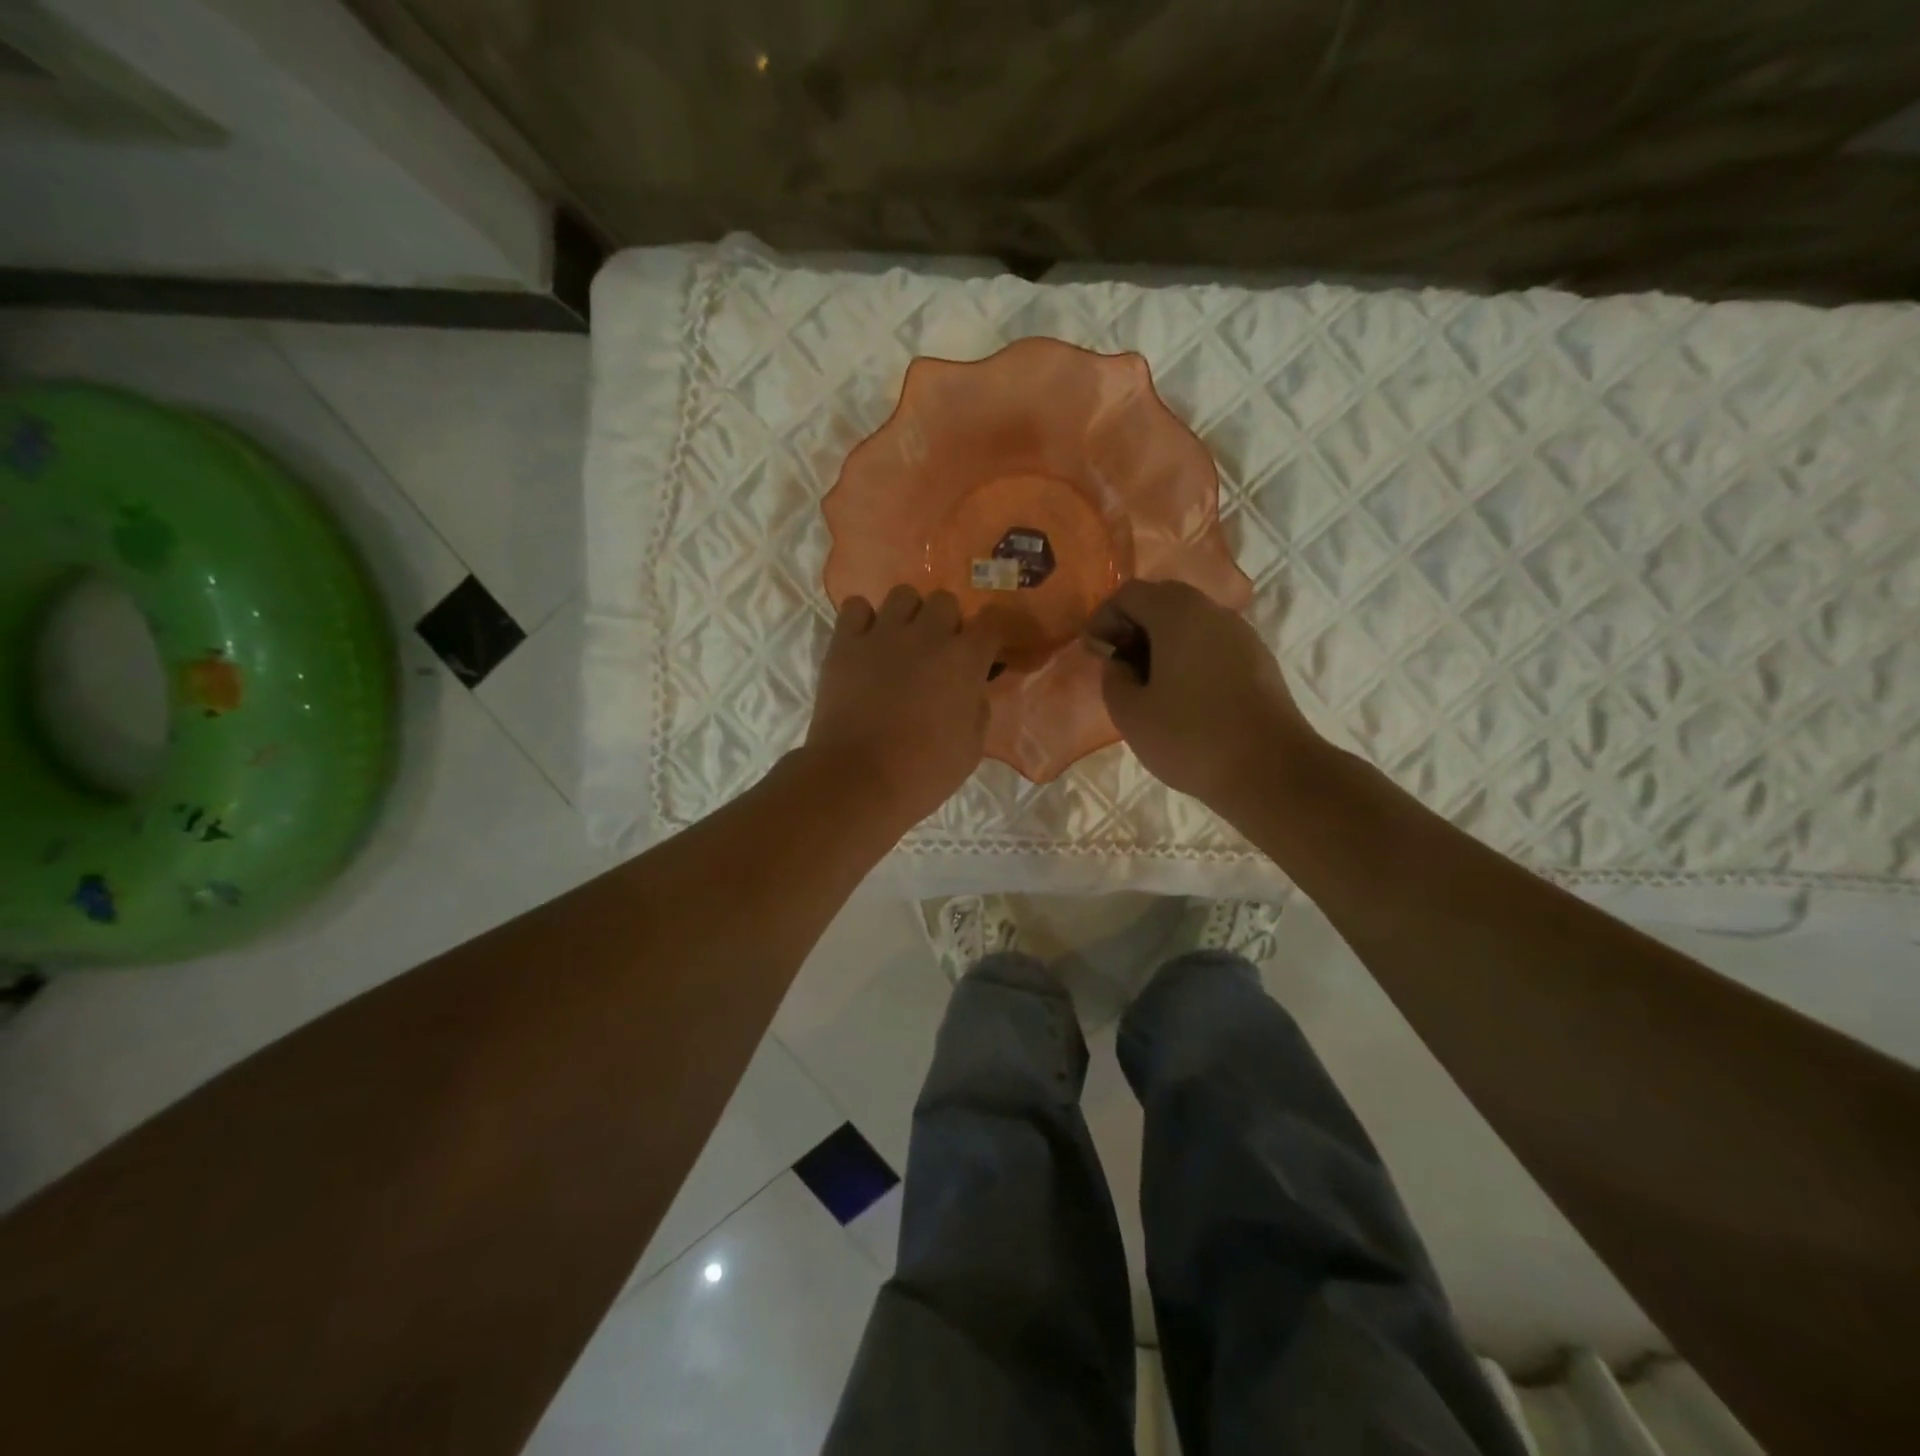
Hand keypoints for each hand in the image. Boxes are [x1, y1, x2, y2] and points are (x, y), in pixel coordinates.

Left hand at [806, 586, 1003, 826]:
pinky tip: (866, 642)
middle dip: (947, 622)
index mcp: (964, 660)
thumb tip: (971, 689)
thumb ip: (977, 708)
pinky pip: (856, 607)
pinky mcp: (844, 644)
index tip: (988, 648)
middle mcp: (926, 635)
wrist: (858, 780)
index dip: (993, 631)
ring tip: (902, 641)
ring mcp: (882, 635)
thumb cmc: (923, 773)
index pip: (992, 621)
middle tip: (939, 652)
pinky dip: (864, 619)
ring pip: (902, 595)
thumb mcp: (971, 749)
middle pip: (945, 601)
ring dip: (909, 614)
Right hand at [1084, 579, 1319, 811]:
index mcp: (1177, 614)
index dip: (1103, 619)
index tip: (1094, 654)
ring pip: (1191, 622)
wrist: (1271, 771)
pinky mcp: (1259, 660)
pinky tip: (1184, 697)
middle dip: (1133, 626)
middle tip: (1119, 665)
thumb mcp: (1130, 714)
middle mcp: (1213, 612)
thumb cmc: (1191, 738)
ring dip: (1162, 643)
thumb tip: (1121, 663)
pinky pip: (1213, 644)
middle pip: (1163, 600)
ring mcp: (1242, 635)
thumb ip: (1114, 678)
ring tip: (1149, 685)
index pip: (1130, 594)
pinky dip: (1189, 657)